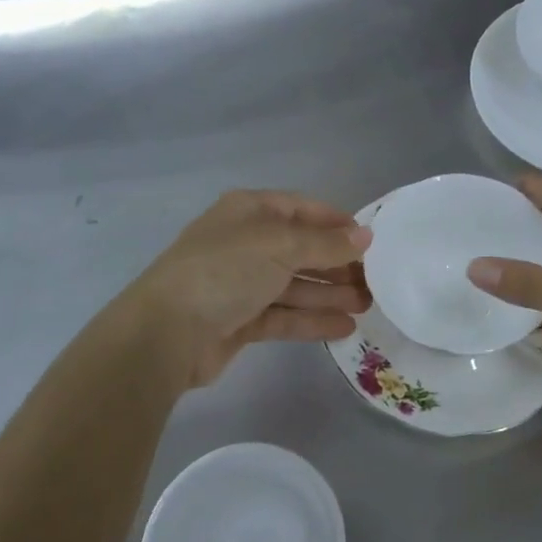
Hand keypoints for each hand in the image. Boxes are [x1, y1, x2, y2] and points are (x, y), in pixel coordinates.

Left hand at [122, 190, 371, 390]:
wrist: (166, 332)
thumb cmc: (225, 270)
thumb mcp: (281, 245)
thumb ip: (326, 243)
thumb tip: (365, 235)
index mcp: (249, 211)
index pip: (301, 209)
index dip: (336, 223)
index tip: (370, 241)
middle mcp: (246, 242)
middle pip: (301, 249)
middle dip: (338, 264)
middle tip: (375, 281)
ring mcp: (241, 283)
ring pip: (295, 284)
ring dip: (330, 294)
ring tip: (368, 306)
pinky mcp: (240, 320)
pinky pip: (284, 314)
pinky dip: (312, 319)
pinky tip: (344, 327)